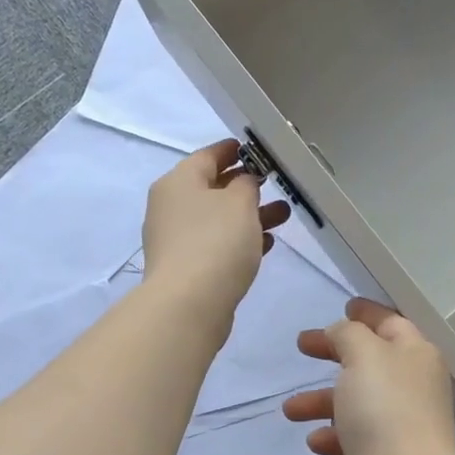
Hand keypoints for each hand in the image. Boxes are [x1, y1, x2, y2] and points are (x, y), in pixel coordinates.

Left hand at [142, 140, 290, 317]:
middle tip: (276, 184)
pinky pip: (216, 244)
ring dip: (249, 215)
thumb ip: (246, 184)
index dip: (234, 150)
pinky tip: (265, 244)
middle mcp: (171, 206)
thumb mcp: (239, 202)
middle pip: (212, 188)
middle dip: (246, 186)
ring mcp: (176, 239)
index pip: (208, 155)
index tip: (257, 150)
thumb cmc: (216, 242)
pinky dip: (239, 240)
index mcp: (178, 182)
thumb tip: (243, 182)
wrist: (189, 304)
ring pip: (218, 218)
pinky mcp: (186, 267)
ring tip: (283, 215)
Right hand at [282, 299, 454, 454]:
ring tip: (290, 409)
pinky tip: (314, 441)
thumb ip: (348, 334)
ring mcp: (402, 422)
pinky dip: (334, 434)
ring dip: (322, 400)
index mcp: (416, 354)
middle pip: (369, 360)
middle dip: (333, 353)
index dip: (366, 312)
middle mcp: (413, 384)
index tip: (343, 305)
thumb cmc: (384, 409)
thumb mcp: (363, 355)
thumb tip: (342, 333)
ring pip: (357, 400)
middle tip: (302, 346)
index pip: (391, 322)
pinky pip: (355, 436)